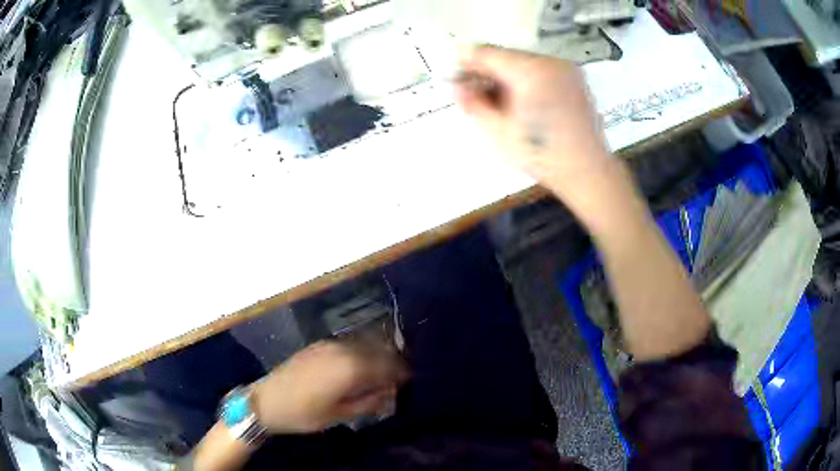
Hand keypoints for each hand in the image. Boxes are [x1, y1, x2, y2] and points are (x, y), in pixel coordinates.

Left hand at [251, 340, 407, 434]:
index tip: (409, 382)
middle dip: (393, 363)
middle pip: (380, 350)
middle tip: (398, 379)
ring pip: (365, 344)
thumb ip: (369, 402)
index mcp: (352, 368)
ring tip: (381, 374)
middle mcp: (344, 349)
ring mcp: (330, 344)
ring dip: (377, 356)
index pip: (389, 365)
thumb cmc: (304, 413)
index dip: (403, 373)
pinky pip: (350, 344)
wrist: (266, 400)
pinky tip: (359, 367)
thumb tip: (390, 394)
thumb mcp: (339, 415)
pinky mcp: (320, 344)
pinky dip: (361, 353)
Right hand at [456, 46, 627, 215]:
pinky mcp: (575, 78)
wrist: (588, 170)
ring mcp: (565, 68)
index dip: (465, 64)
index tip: (455, 80)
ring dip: (506, 77)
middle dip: (486, 73)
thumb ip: (472, 104)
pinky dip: (526, 81)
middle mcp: (548, 61)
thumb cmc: (542, 154)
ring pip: (523, 63)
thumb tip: (456, 88)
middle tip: (476, 96)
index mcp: (529, 70)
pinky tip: (523, 103)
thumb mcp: (498, 132)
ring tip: (500, 103)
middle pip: (505, 57)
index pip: (485, 53)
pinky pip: (541, 71)